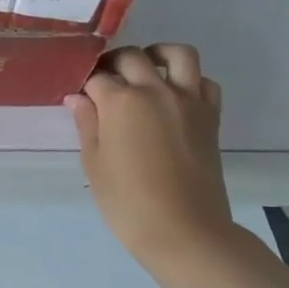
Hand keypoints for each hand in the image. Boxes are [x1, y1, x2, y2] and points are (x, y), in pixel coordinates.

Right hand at [67, 44, 234, 260]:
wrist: (185, 232)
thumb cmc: (128, 202)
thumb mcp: (94, 164)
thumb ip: (86, 124)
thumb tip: (78, 98)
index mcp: (120, 101)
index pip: (96, 77)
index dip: (84, 84)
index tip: (78, 95)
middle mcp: (154, 90)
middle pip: (132, 57)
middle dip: (113, 64)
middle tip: (104, 83)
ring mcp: (188, 101)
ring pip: (178, 54)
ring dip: (158, 54)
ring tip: (145, 70)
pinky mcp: (210, 117)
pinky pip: (205, 82)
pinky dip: (190, 80)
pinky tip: (174, 96)